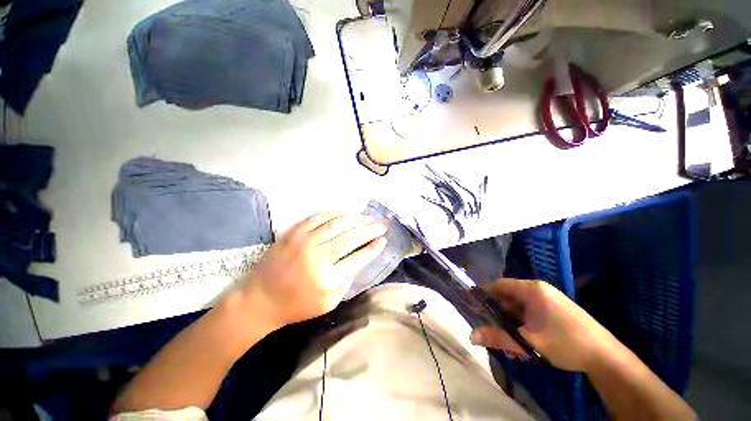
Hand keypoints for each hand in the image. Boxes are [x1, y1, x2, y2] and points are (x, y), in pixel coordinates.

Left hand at [240, 211, 387, 327]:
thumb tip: (359, 258)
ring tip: (367, 218)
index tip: (384, 240)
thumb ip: (346, 281)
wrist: (259, 299)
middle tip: (381, 225)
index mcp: (327, 279)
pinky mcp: (293, 232)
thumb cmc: (296, 305)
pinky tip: (346, 213)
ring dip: (356, 219)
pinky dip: (336, 213)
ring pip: (337, 223)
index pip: (358, 258)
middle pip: (351, 237)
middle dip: (370, 229)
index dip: (373, 248)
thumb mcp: (328, 303)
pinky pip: (319, 216)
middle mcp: (317, 257)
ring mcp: (304, 241)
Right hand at [469, 278, 618, 371]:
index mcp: (531, 289)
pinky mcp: (555, 310)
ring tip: (509, 343)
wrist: (606, 356)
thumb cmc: (565, 343)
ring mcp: (548, 299)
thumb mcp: (528, 342)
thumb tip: (471, 336)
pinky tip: (524, 342)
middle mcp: (538, 290)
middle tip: (489, 329)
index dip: (483, 292)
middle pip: (508, 297)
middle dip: (498, 314)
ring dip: (510, 323)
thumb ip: (497, 337)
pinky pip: (530, 313)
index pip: (498, 284)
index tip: (471, 303)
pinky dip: (522, 325)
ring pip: (519, 308)